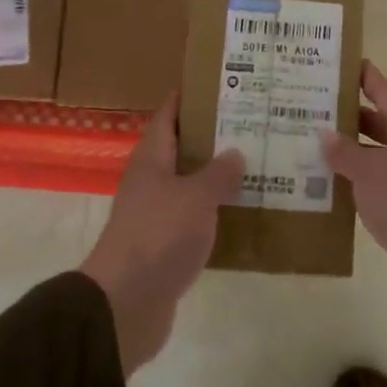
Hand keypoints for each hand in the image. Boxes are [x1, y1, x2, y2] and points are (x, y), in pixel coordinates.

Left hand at [81, 93, 243, 374]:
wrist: (126, 303)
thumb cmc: (158, 236)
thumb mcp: (195, 197)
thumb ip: (218, 173)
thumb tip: (234, 153)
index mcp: (152, 159)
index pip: (169, 115)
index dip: (191, 97)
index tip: (222, 82)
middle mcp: (152, 181)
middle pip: (183, 148)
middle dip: (215, 135)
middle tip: (255, 121)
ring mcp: (158, 214)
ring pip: (192, 184)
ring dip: (220, 174)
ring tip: (259, 161)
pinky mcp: (167, 245)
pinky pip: (197, 217)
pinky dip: (218, 210)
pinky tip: (247, 209)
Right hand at [320, 62, 386, 327]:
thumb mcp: (370, 171)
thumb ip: (345, 152)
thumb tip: (326, 134)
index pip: (385, 92)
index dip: (366, 77)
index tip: (344, 64)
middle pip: (382, 124)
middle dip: (351, 117)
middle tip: (315, 108)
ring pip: (379, 157)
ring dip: (352, 153)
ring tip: (314, 146)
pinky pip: (380, 185)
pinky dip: (358, 182)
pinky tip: (331, 187)